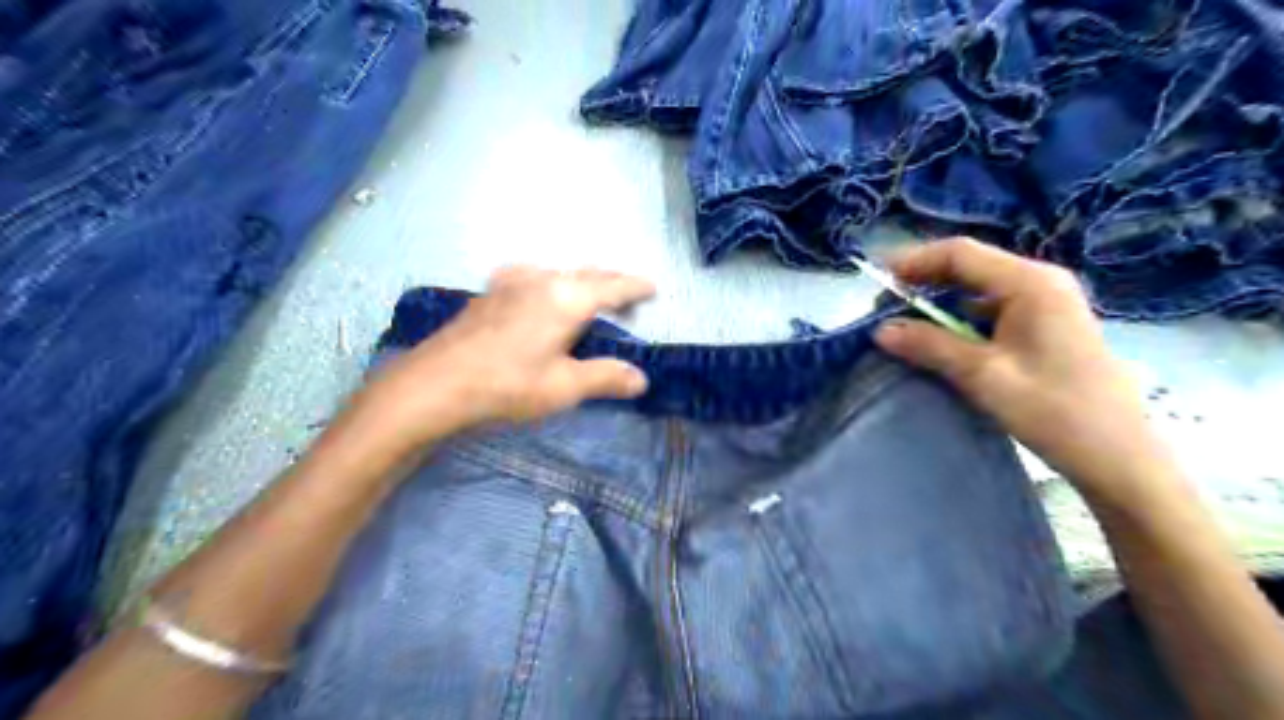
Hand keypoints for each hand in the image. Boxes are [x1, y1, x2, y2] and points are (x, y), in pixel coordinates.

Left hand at [361, 264, 656, 443]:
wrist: (435, 384)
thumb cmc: (507, 385)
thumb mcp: (564, 387)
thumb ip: (606, 378)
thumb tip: (641, 379)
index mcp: (567, 298)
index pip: (613, 286)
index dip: (635, 287)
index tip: (653, 287)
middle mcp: (542, 279)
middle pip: (587, 273)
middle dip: (612, 281)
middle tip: (629, 293)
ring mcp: (511, 282)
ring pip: (559, 271)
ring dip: (581, 278)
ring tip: (591, 291)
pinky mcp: (490, 292)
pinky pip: (533, 275)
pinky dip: (551, 280)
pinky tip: (540, 290)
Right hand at [880, 238, 1170, 496]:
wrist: (1119, 457)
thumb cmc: (1053, 410)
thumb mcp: (983, 375)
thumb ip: (930, 345)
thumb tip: (881, 330)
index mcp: (1030, 283)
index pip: (960, 254)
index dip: (914, 261)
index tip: (875, 279)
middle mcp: (1040, 282)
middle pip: (970, 266)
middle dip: (924, 280)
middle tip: (885, 304)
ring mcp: (1047, 304)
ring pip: (979, 289)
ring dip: (940, 301)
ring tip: (905, 322)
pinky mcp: (1046, 327)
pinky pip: (992, 310)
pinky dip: (960, 318)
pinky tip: (941, 339)